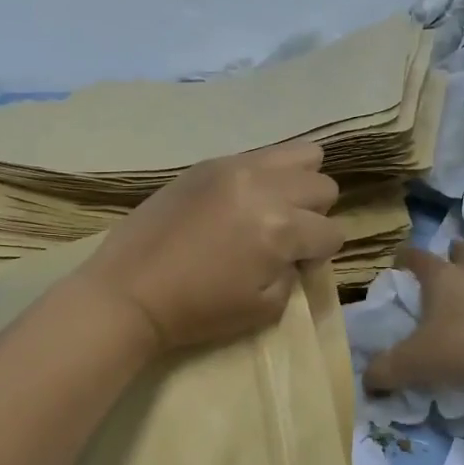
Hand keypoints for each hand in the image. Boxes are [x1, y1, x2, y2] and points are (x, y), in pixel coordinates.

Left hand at [78, 141, 343, 351]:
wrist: (130, 290)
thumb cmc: (198, 310)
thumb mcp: (264, 308)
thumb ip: (294, 275)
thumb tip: (296, 254)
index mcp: (281, 229)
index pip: (333, 231)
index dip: (320, 255)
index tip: (295, 266)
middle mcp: (265, 188)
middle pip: (323, 186)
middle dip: (313, 215)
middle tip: (284, 236)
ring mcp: (235, 168)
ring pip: (300, 154)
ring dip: (296, 184)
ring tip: (271, 208)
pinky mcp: (209, 163)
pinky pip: (258, 155)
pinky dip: (263, 176)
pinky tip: (239, 201)